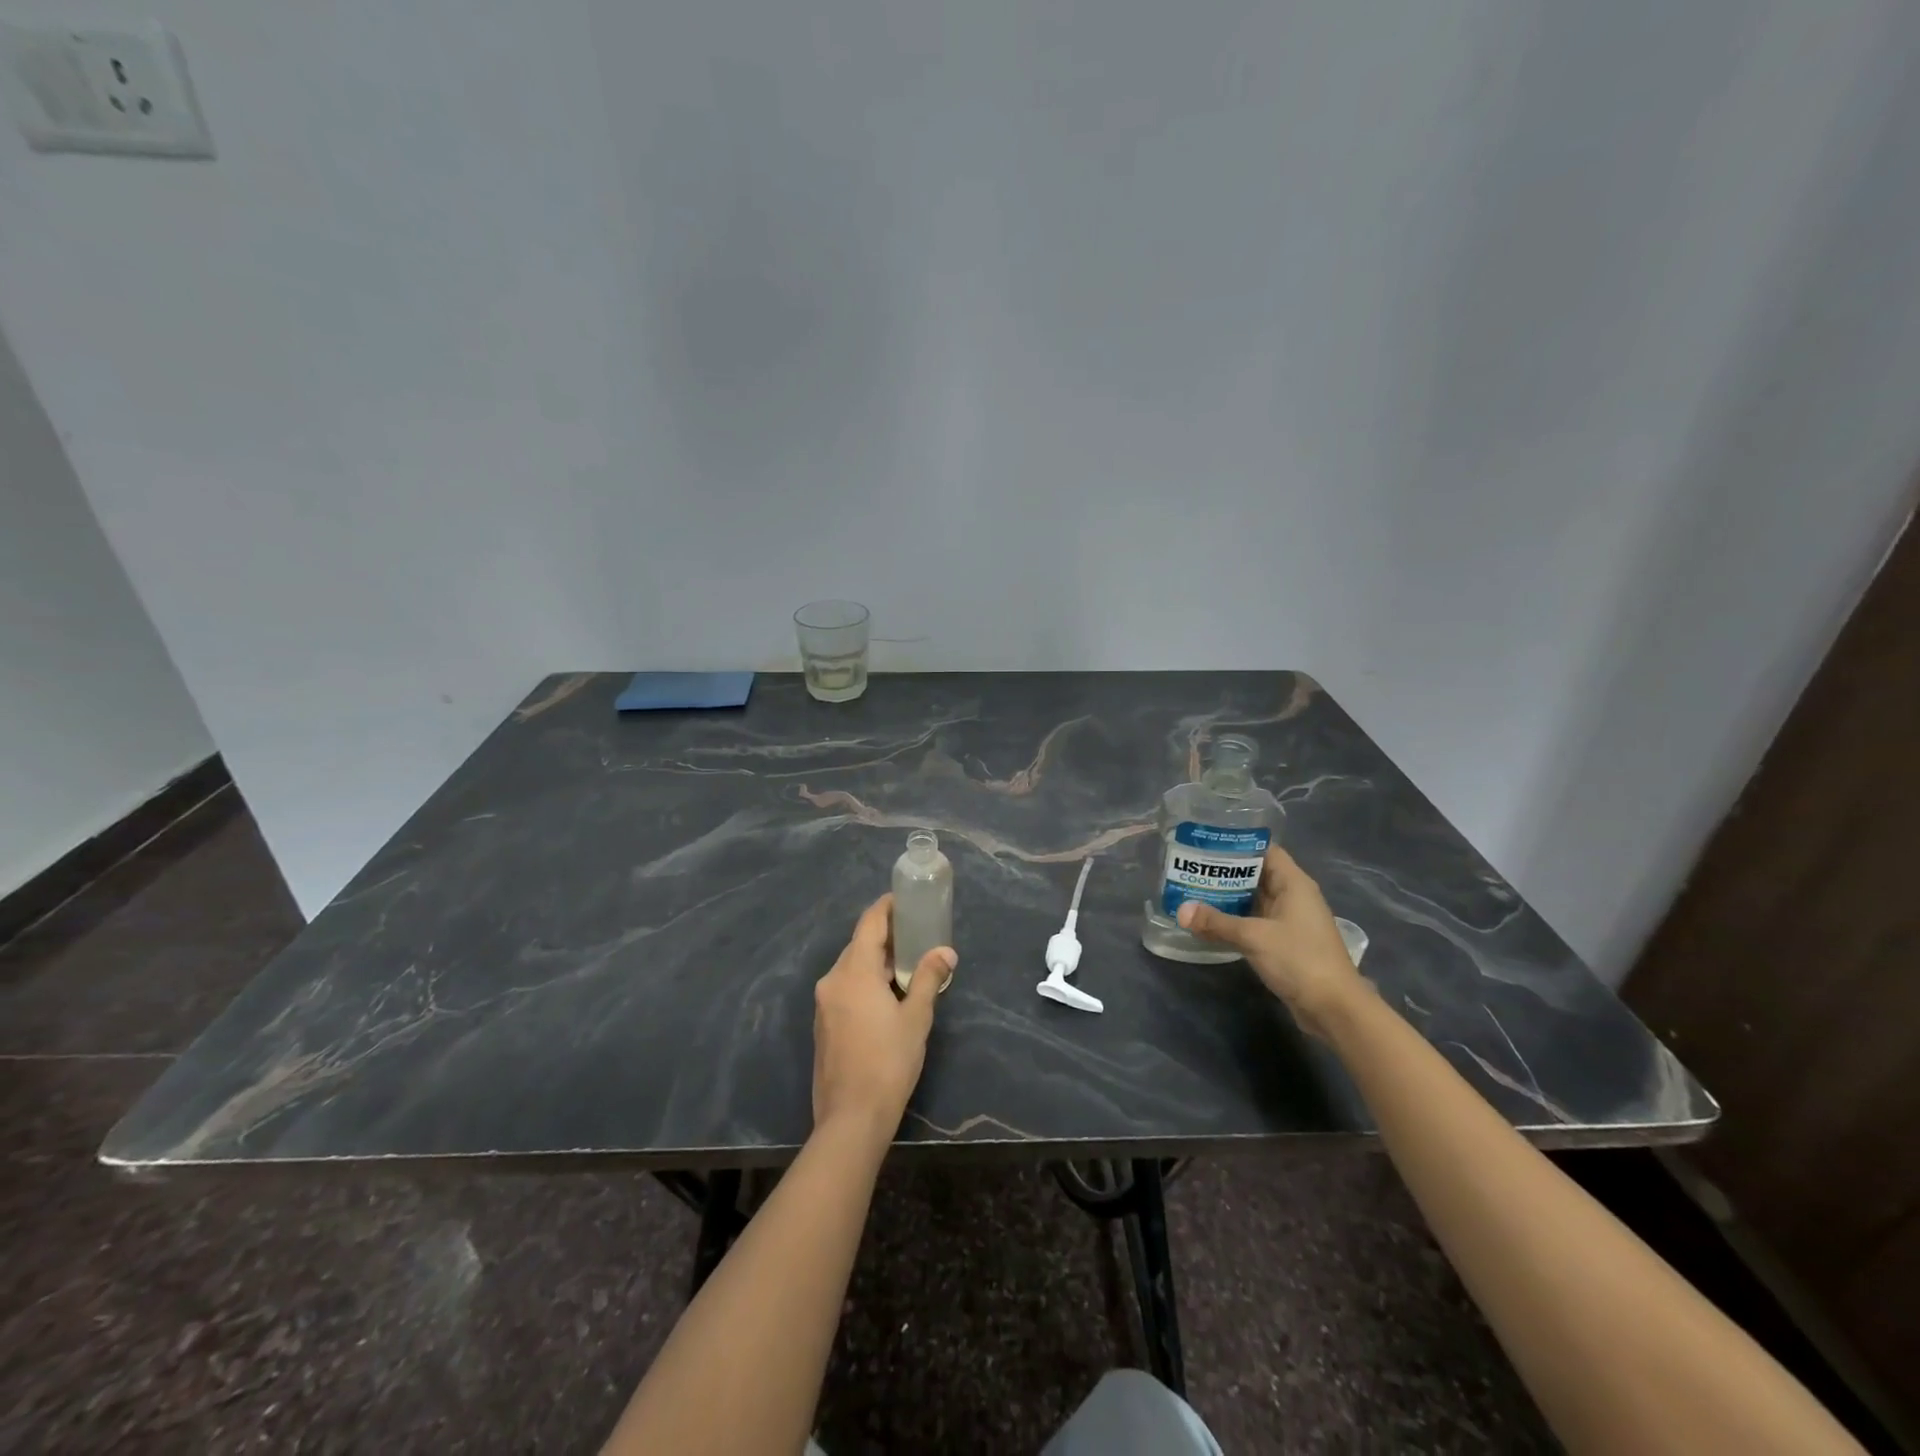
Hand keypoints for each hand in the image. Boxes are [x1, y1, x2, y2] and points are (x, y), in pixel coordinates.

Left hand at [812, 894, 955, 1136]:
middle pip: (859, 944)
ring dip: (876, 960)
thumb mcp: (916, 1017)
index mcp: (853, 972)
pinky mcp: (823, 1024)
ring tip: (907, 962)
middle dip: (886, 935)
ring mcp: (824, 1003)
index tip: (906, 899)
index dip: (886, 907)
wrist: (851, 1117)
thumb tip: (945, 951)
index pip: (869, 924)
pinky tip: (887, 993)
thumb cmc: (889, 1062)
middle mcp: (833, 980)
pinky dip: (865, 980)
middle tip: (916, 932)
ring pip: (851, 967)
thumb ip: (928, 978)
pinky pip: (845, 988)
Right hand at [1176, 846, 1365, 1035]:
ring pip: (1254, 901)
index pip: (1265, 851)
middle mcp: (1293, 897)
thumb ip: (1216, 922)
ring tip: (1193, 891)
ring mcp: (1289, 921)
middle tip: (1191, 869)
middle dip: (1225, 872)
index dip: (1238, 845)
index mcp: (1294, 884)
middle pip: (1256, 875)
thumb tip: (1180, 911)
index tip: (1207, 844)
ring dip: (1228, 898)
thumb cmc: (1299, 959)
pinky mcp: (1284, 943)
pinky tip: (1210, 922)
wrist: (1333, 1008)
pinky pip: (1255, 922)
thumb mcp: (1253, 937)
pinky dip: (1234, 920)